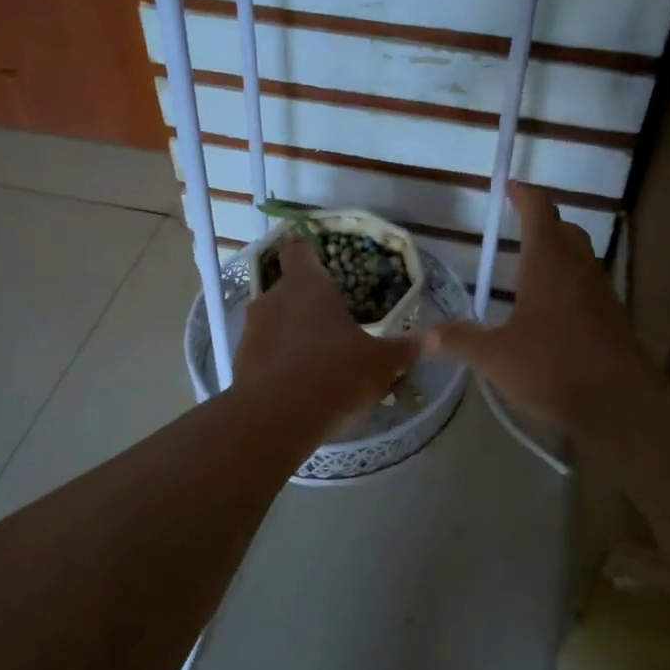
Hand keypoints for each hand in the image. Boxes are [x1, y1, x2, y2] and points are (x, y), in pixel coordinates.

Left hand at [235, 239, 418, 439]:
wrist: (276, 420)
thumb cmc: (334, 373)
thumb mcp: (381, 363)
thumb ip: (403, 349)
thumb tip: (431, 338)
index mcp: (306, 284)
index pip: (299, 250)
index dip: (310, 254)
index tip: (324, 266)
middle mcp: (272, 298)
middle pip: (287, 288)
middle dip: (307, 304)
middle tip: (333, 325)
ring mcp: (250, 331)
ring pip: (273, 322)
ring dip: (291, 334)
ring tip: (318, 360)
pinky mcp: (239, 363)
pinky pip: (263, 353)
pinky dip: (278, 363)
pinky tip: (298, 386)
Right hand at [425, 183, 669, 443]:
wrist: (622, 406)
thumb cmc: (554, 368)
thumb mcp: (495, 357)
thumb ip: (459, 340)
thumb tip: (421, 335)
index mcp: (548, 262)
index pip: (538, 210)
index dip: (524, 193)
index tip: (509, 186)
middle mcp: (578, 266)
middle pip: (564, 228)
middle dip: (542, 220)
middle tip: (517, 226)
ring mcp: (601, 290)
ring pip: (580, 254)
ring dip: (558, 250)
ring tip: (531, 266)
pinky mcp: (614, 315)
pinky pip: (589, 281)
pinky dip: (570, 279)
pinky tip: (553, 308)